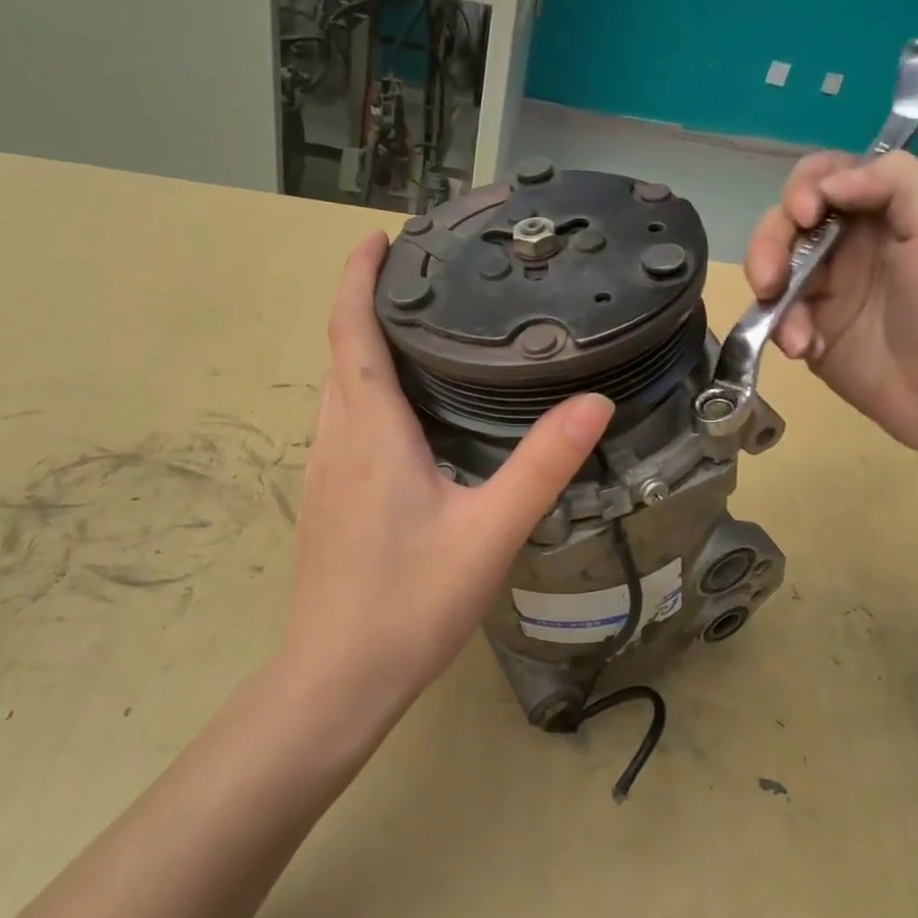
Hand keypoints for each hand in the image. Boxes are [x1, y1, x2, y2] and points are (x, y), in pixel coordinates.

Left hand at [280, 232, 613, 708]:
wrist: (336, 680)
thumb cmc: (408, 603)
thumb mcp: (489, 533)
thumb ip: (541, 466)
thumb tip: (593, 401)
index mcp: (370, 432)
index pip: (351, 332)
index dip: (358, 278)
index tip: (378, 237)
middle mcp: (336, 441)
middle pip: (342, 353)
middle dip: (367, 304)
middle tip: (419, 278)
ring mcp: (323, 474)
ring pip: (339, 391)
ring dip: (363, 349)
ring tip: (417, 332)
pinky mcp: (325, 503)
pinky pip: (342, 425)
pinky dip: (365, 393)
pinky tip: (405, 416)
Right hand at [744, 151, 917, 454]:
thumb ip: (894, 181)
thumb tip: (828, 184)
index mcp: (883, 210)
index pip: (825, 175)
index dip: (805, 187)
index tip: (808, 216)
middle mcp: (847, 242)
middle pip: (786, 218)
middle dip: (770, 242)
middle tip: (771, 279)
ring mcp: (823, 288)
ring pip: (770, 264)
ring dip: (768, 287)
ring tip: (791, 327)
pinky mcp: (806, 329)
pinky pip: (773, 315)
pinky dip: (781, 328)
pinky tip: (805, 347)